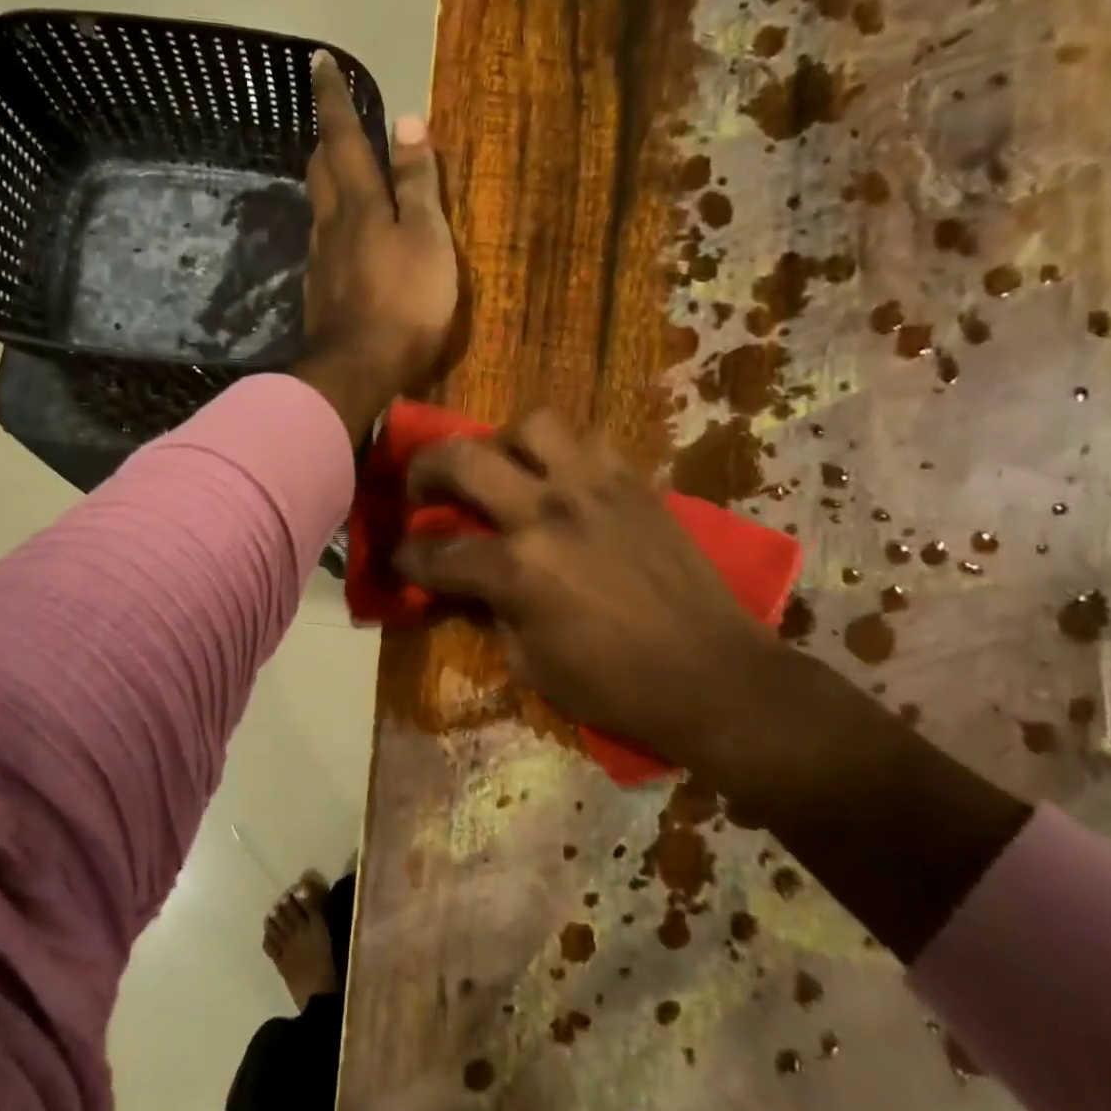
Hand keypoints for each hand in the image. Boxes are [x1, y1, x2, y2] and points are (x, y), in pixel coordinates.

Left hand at [294, 52, 457, 438]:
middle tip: (333, 124)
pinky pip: (323, 247)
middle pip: (320, 171)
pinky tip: (343, 242)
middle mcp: (330, 225)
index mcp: (359, 203)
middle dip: (325, 141)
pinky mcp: (319, 295)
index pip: (343, 137)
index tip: (318, 61)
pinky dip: (332, 229)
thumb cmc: (405, 302)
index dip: (333, 99)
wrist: (359, 370)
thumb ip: (418, 183)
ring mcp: (320, 262)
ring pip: (318, 209)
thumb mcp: (427, 238)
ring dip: (326, 184)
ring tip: (342, 177)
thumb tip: (406, 120)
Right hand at [392, 411, 791, 807]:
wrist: (714, 676)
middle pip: (464, 459)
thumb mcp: (531, 663)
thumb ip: (490, 612)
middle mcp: (549, 512)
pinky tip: (561, 480)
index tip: (396, 557)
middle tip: (422, 487)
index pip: (437, 552)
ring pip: (533, 425)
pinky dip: (563, 454)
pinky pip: (589, 442)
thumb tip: (466, 584)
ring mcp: (596, 488)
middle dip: (425, 469)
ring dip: (503, 443)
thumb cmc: (616, 686)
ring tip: (504, 469)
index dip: (405, 557)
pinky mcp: (636, 483)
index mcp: (518, 569)